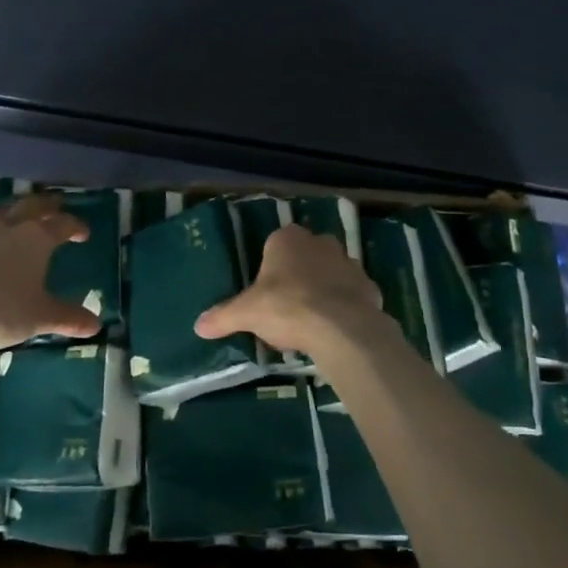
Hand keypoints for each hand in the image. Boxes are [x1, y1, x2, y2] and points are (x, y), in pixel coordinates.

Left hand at [0, 193, 101, 350]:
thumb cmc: (1, 310)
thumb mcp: (40, 317)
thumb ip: (68, 318)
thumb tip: (96, 325)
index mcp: (36, 239)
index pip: (62, 224)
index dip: (76, 226)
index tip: (84, 233)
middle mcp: (10, 229)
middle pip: (32, 206)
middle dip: (47, 205)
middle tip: (56, 206)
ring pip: (3, 212)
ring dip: (16, 210)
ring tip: (21, 214)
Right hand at [194, 223, 385, 356]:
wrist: (341, 327)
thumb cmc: (287, 308)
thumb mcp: (247, 313)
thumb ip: (223, 316)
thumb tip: (198, 326)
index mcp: (287, 239)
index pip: (274, 245)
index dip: (269, 269)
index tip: (265, 293)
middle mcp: (320, 242)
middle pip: (304, 256)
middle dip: (297, 275)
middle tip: (286, 306)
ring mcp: (348, 262)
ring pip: (331, 272)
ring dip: (323, 288)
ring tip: (311, 320)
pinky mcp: (369, 285)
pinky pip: (352, 293)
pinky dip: (345, 306)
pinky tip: (336, 328)